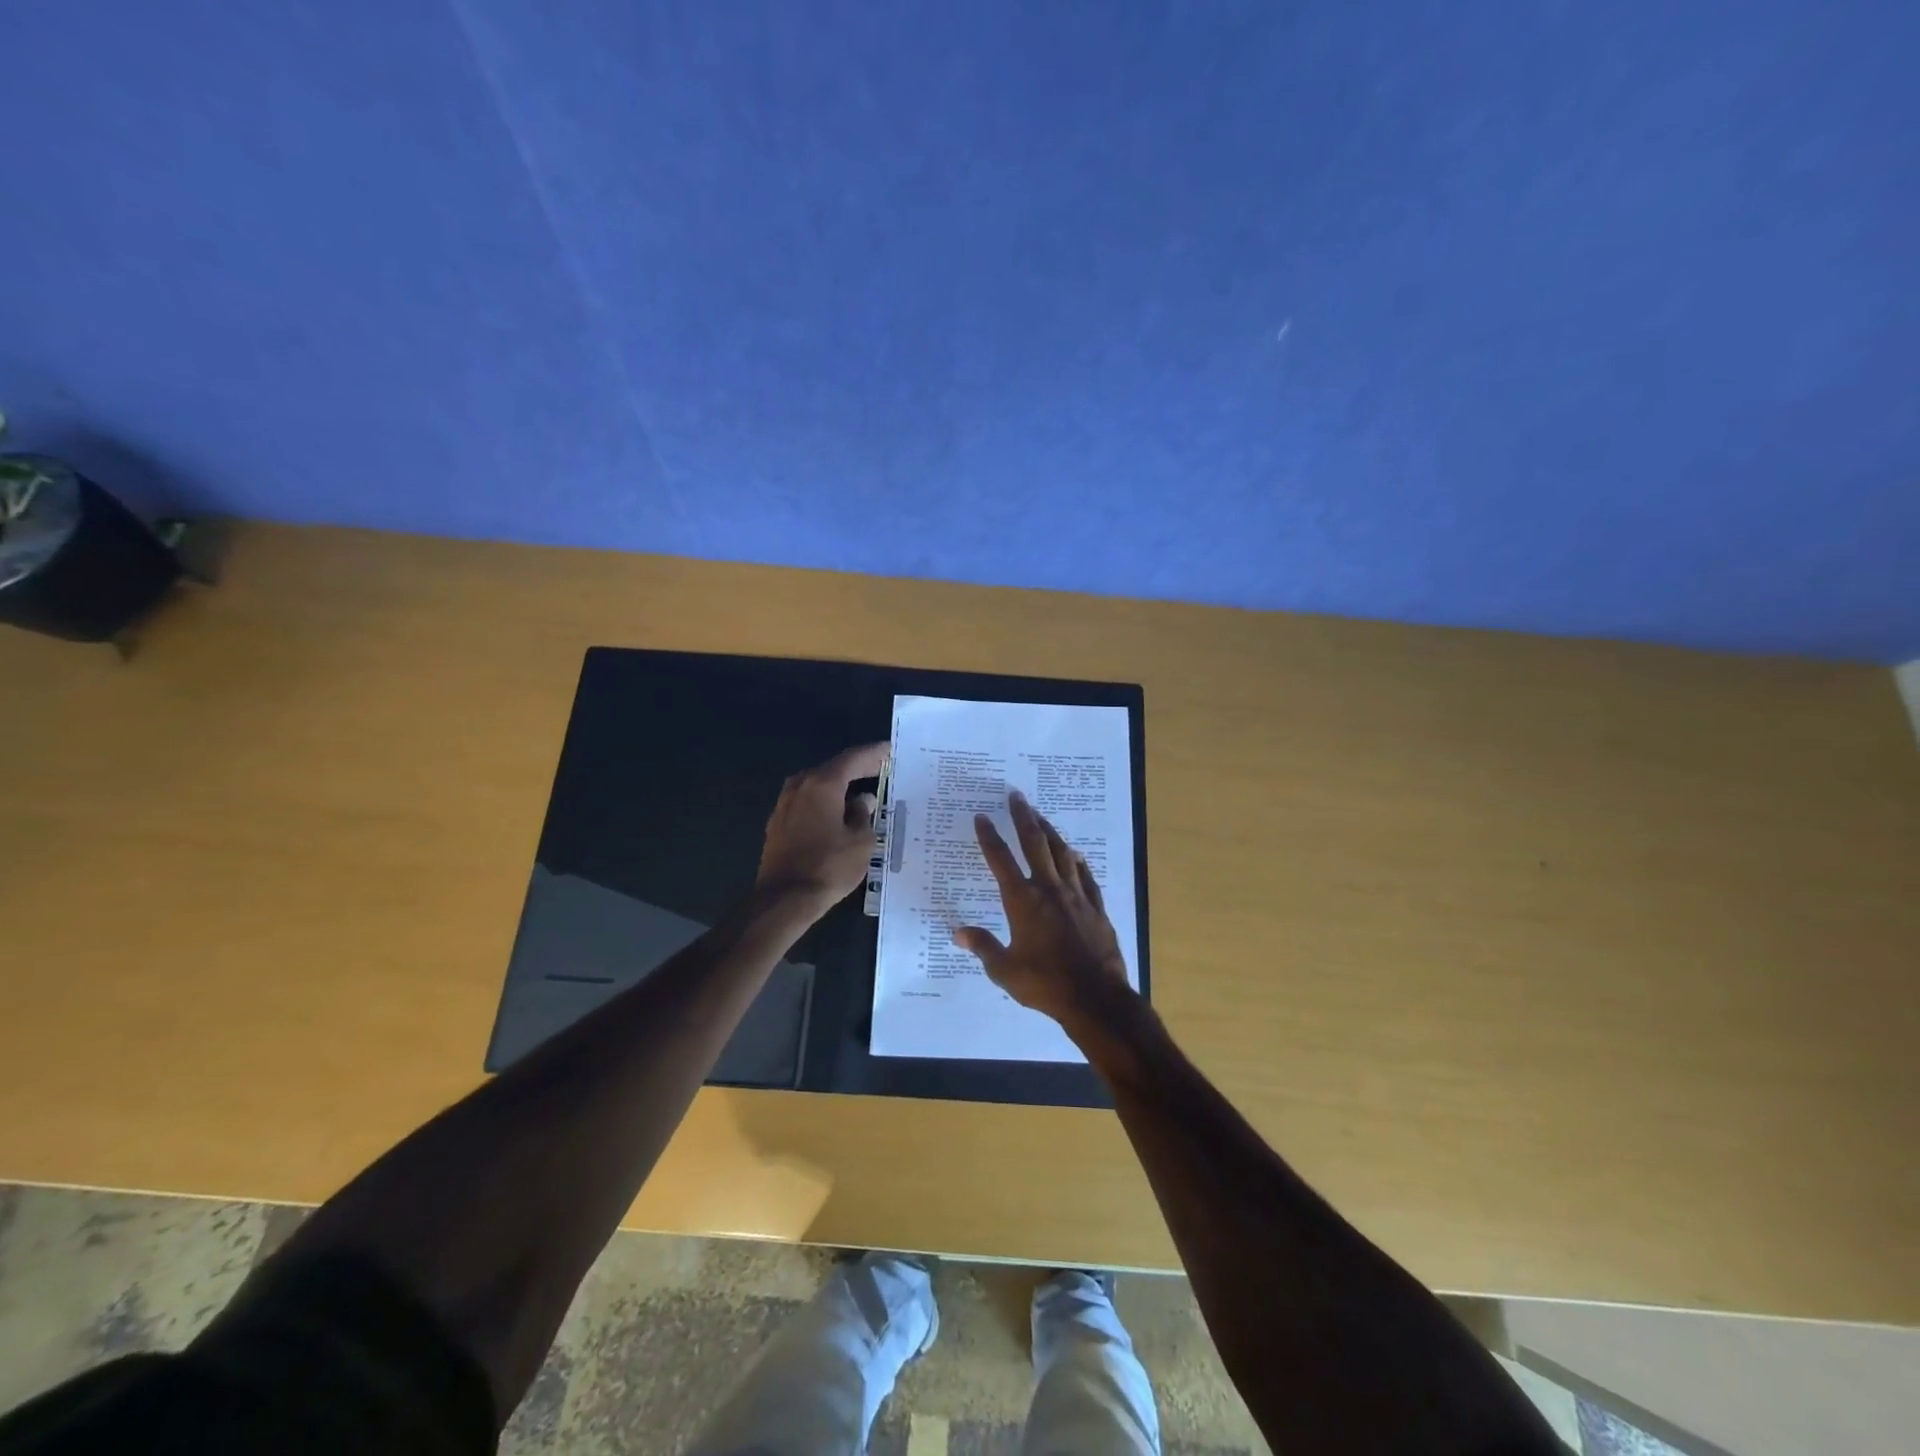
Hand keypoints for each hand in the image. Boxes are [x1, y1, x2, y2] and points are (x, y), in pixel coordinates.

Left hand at [756, 742, 886, 913]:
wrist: (784, 899)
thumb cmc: (828, 867)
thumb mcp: (861, 842)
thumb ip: (863, 814)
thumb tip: (862, 800)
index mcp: (822, 784)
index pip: (853, 759)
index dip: (874, 754)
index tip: (891, 750)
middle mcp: (800, 786)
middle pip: (833, 768)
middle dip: (858, 768)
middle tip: (882, 769)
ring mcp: (785, 804)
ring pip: (818, 785)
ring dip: (840, 785)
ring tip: (863, 789)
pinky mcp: (778, 823)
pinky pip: (808, 801)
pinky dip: (826, 800)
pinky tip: (838, 812)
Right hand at [954, 790, 1132, 1030]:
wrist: (1095, 998)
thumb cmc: (1045, 984)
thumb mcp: (1005, 969)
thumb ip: (983, 946)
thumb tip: (958, 932)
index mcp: (1022, 901)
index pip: (1001, 860)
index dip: (989, 836)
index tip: (982, 816)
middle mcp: (1049, 889)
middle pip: (1034, 844)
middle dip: (1023, 817)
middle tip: (1016, 796)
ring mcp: (1076, 895)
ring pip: (1062, 853)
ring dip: (1050, 832)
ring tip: (1040, 816)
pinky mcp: (1096, 907)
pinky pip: (1086, 876)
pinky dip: (1078, 862)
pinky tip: (1075, 855)